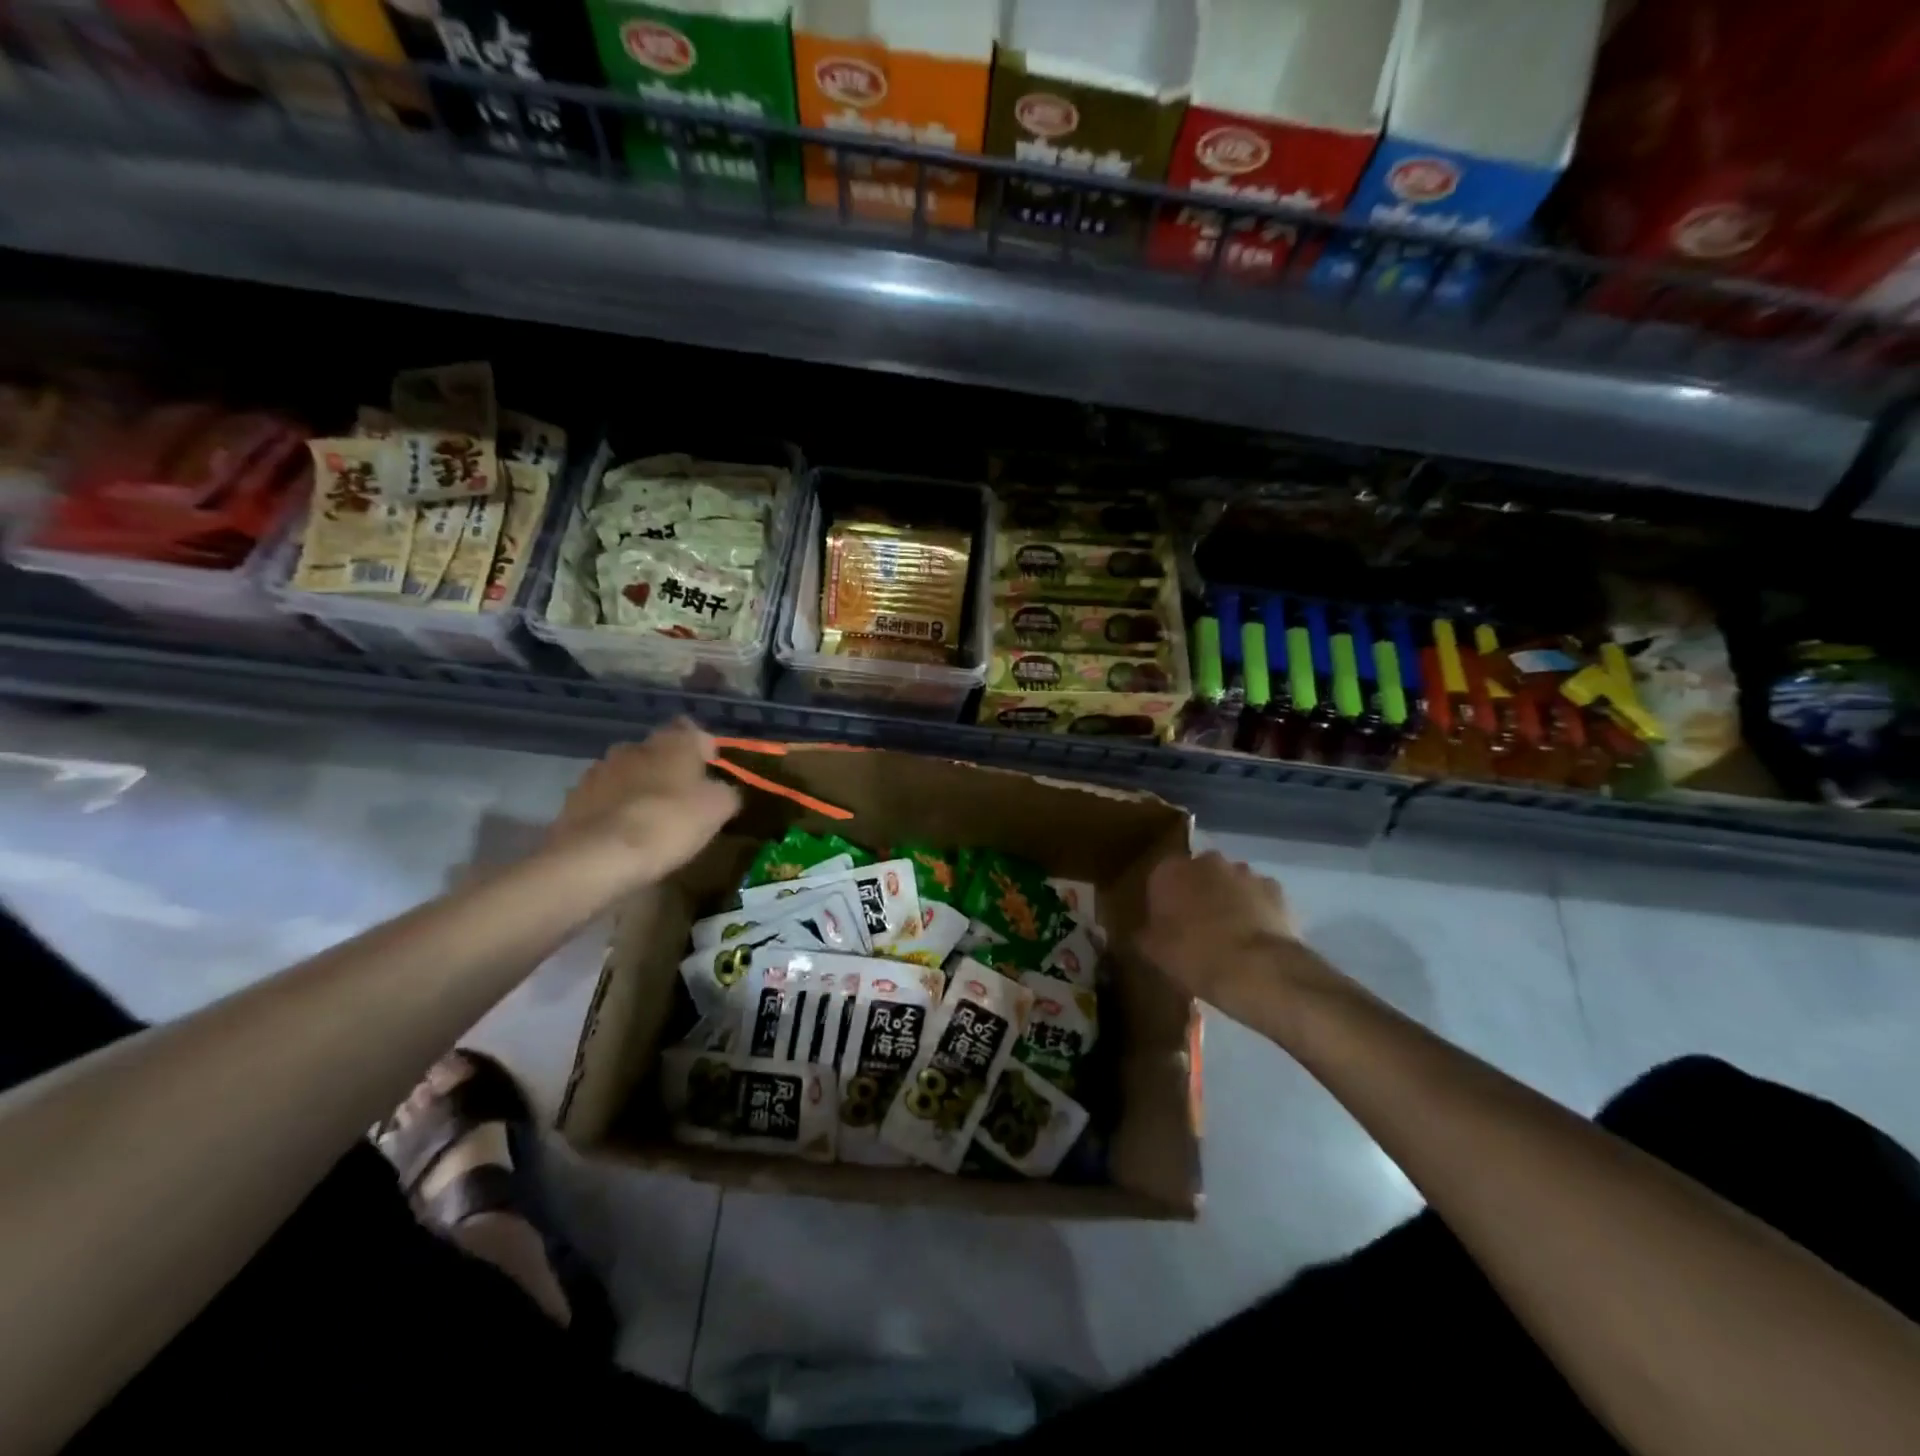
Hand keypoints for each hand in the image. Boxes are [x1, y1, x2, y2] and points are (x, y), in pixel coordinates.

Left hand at [549, 720, 740, 889]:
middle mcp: (634, 746)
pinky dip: (615, 811)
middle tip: (683, 801)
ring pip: (628, 773)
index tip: (711, 773)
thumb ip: (726, 792)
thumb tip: (723, 791)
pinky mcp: (574, 798)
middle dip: (669, 770)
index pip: (692, 730)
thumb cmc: (669, 823)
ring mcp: (599, 771)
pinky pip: (604, 798)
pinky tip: (623, 836)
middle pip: (657, 752)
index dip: (703, 749)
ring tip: (650, 822)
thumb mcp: (718, 809)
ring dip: (639, 789)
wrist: (598, 857)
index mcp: (672, 741)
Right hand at [1137, 851, 1330, 1023]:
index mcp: (1170, 871)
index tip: (1166, 924)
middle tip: (1196, 927)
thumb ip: (1145, 935)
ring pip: (1230, 882)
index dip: (1163, 901)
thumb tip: (1143, 933)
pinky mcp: (1275, 888)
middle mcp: (1206, 861)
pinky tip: (1255, 936)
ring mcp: (1244, 872)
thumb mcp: (1154, 952)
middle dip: (1197, 893)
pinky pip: (1258, 896)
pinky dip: (1256, 909)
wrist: (1256, 970)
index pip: (1160, 878)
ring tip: (1229, 934)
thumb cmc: (1194, 956)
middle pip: (1197, 874)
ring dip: (1228, 899)